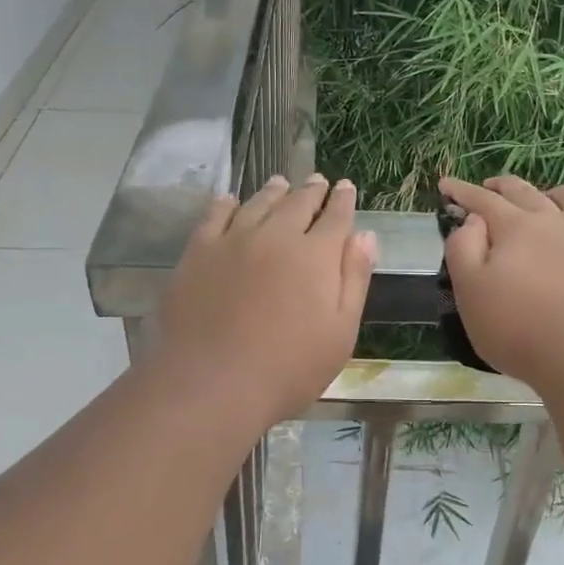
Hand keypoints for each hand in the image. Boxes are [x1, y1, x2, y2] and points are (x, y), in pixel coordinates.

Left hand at [154, 174, 377, 429]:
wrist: (213, 384)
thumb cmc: (289, 368)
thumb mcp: (340, 332)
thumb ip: (354, 279)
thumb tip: (366, 235)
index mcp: (316, 256)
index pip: (335, 217)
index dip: (343, 200)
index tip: (347, 187)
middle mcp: (276, 236)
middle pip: (298, 203)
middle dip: (311, 190)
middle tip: (317, 180)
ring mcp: (233, 241)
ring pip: (258, 204)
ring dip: (273, 191)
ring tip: (280, 183)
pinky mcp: (198, 253)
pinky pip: (214, 216)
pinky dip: (226, 204)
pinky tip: (230, 201)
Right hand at [439, 175, 563, 395]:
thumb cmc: (520, 331)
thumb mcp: (471, 293)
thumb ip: (464, 249)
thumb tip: (474, 219)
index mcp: (516, 230)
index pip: (483, 202)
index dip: (462, 192)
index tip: (446, 184)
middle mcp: (558, 223)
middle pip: (528, 194)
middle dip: (504, 187)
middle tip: (490, 185)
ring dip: (558, 193)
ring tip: (549, 193)